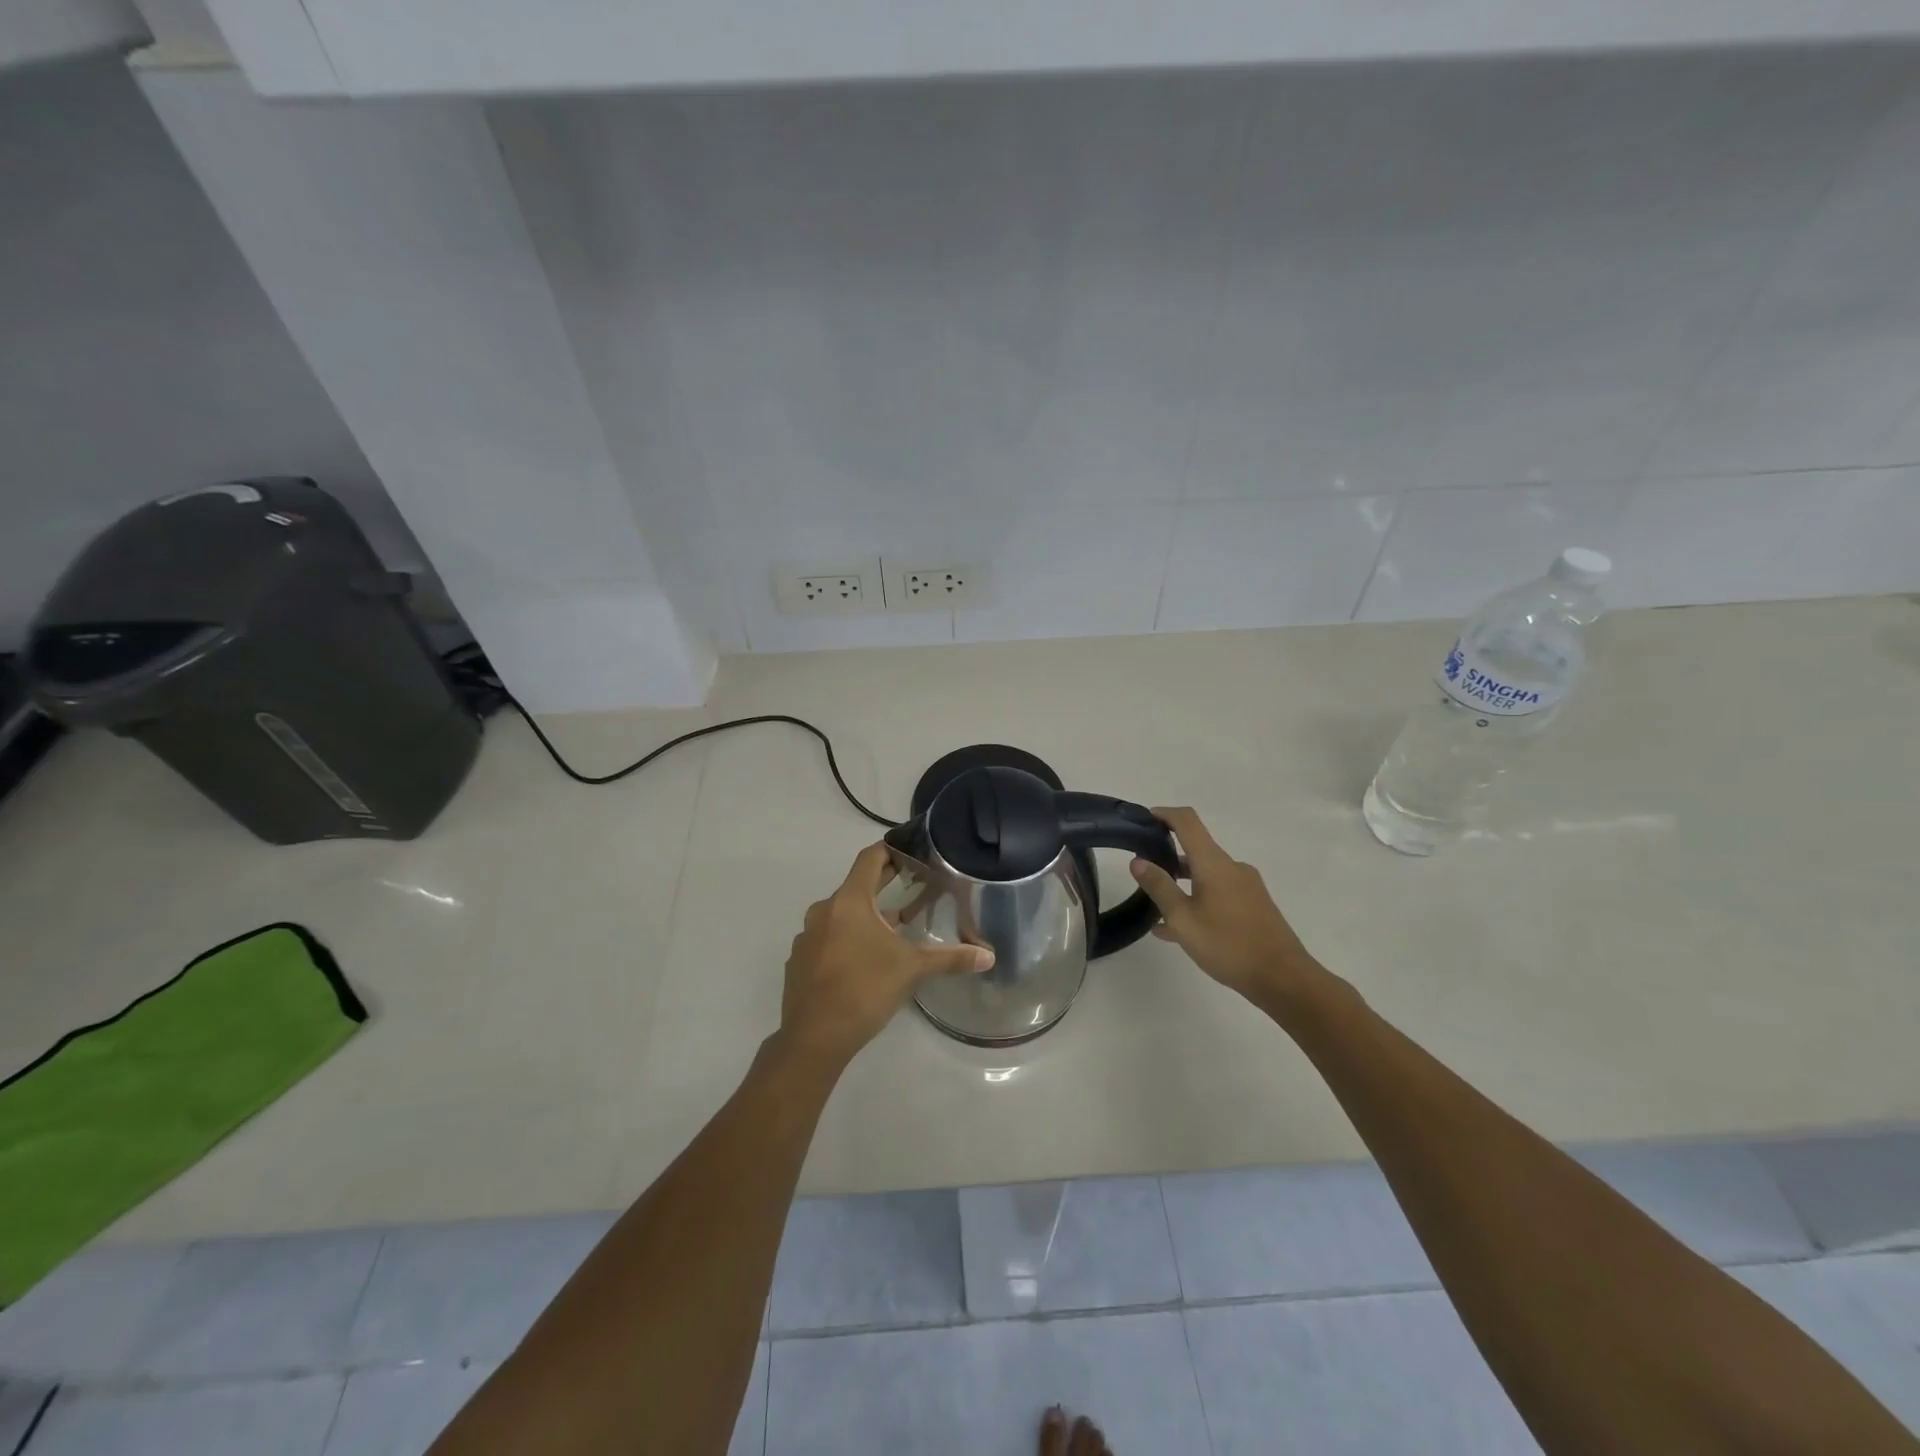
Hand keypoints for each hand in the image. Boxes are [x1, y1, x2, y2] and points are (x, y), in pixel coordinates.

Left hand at [777, 842, 992, 1070]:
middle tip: (912, 885)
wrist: (813, 1039)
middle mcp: (823, 911)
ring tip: (893, 929)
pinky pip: (827, 939)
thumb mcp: (911, 970)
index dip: (890, 851)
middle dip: (883, 885)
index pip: (869, 859)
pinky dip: (846, 940)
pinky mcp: (800, 961)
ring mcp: (807, 937)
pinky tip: (864, 961)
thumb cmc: (864, 990)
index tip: (911, 852)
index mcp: (849, 902)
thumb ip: (950, 958)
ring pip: (841, 915)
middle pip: (856, 886)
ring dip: (866, 917)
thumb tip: (988, 956)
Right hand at [1128, 806, 1325, 1008]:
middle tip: (1143, 873)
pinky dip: (1197, 901)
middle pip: (1196, 849)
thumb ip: (1159, 887)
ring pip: (1206, 875)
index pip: (1187, 822)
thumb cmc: (1228, 945)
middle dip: (1168, 856)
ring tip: (1156, 910)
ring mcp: (1246, 887)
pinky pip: (1218, 893)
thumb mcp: (1183, 919)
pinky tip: (1178, 930)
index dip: (1164, 814)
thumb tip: (1138, 861)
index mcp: (1214, 863)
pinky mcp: (1254, 906)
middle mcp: (1232, 867)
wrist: (1283, 979)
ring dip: (1181, 884)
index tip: (1144, 820)